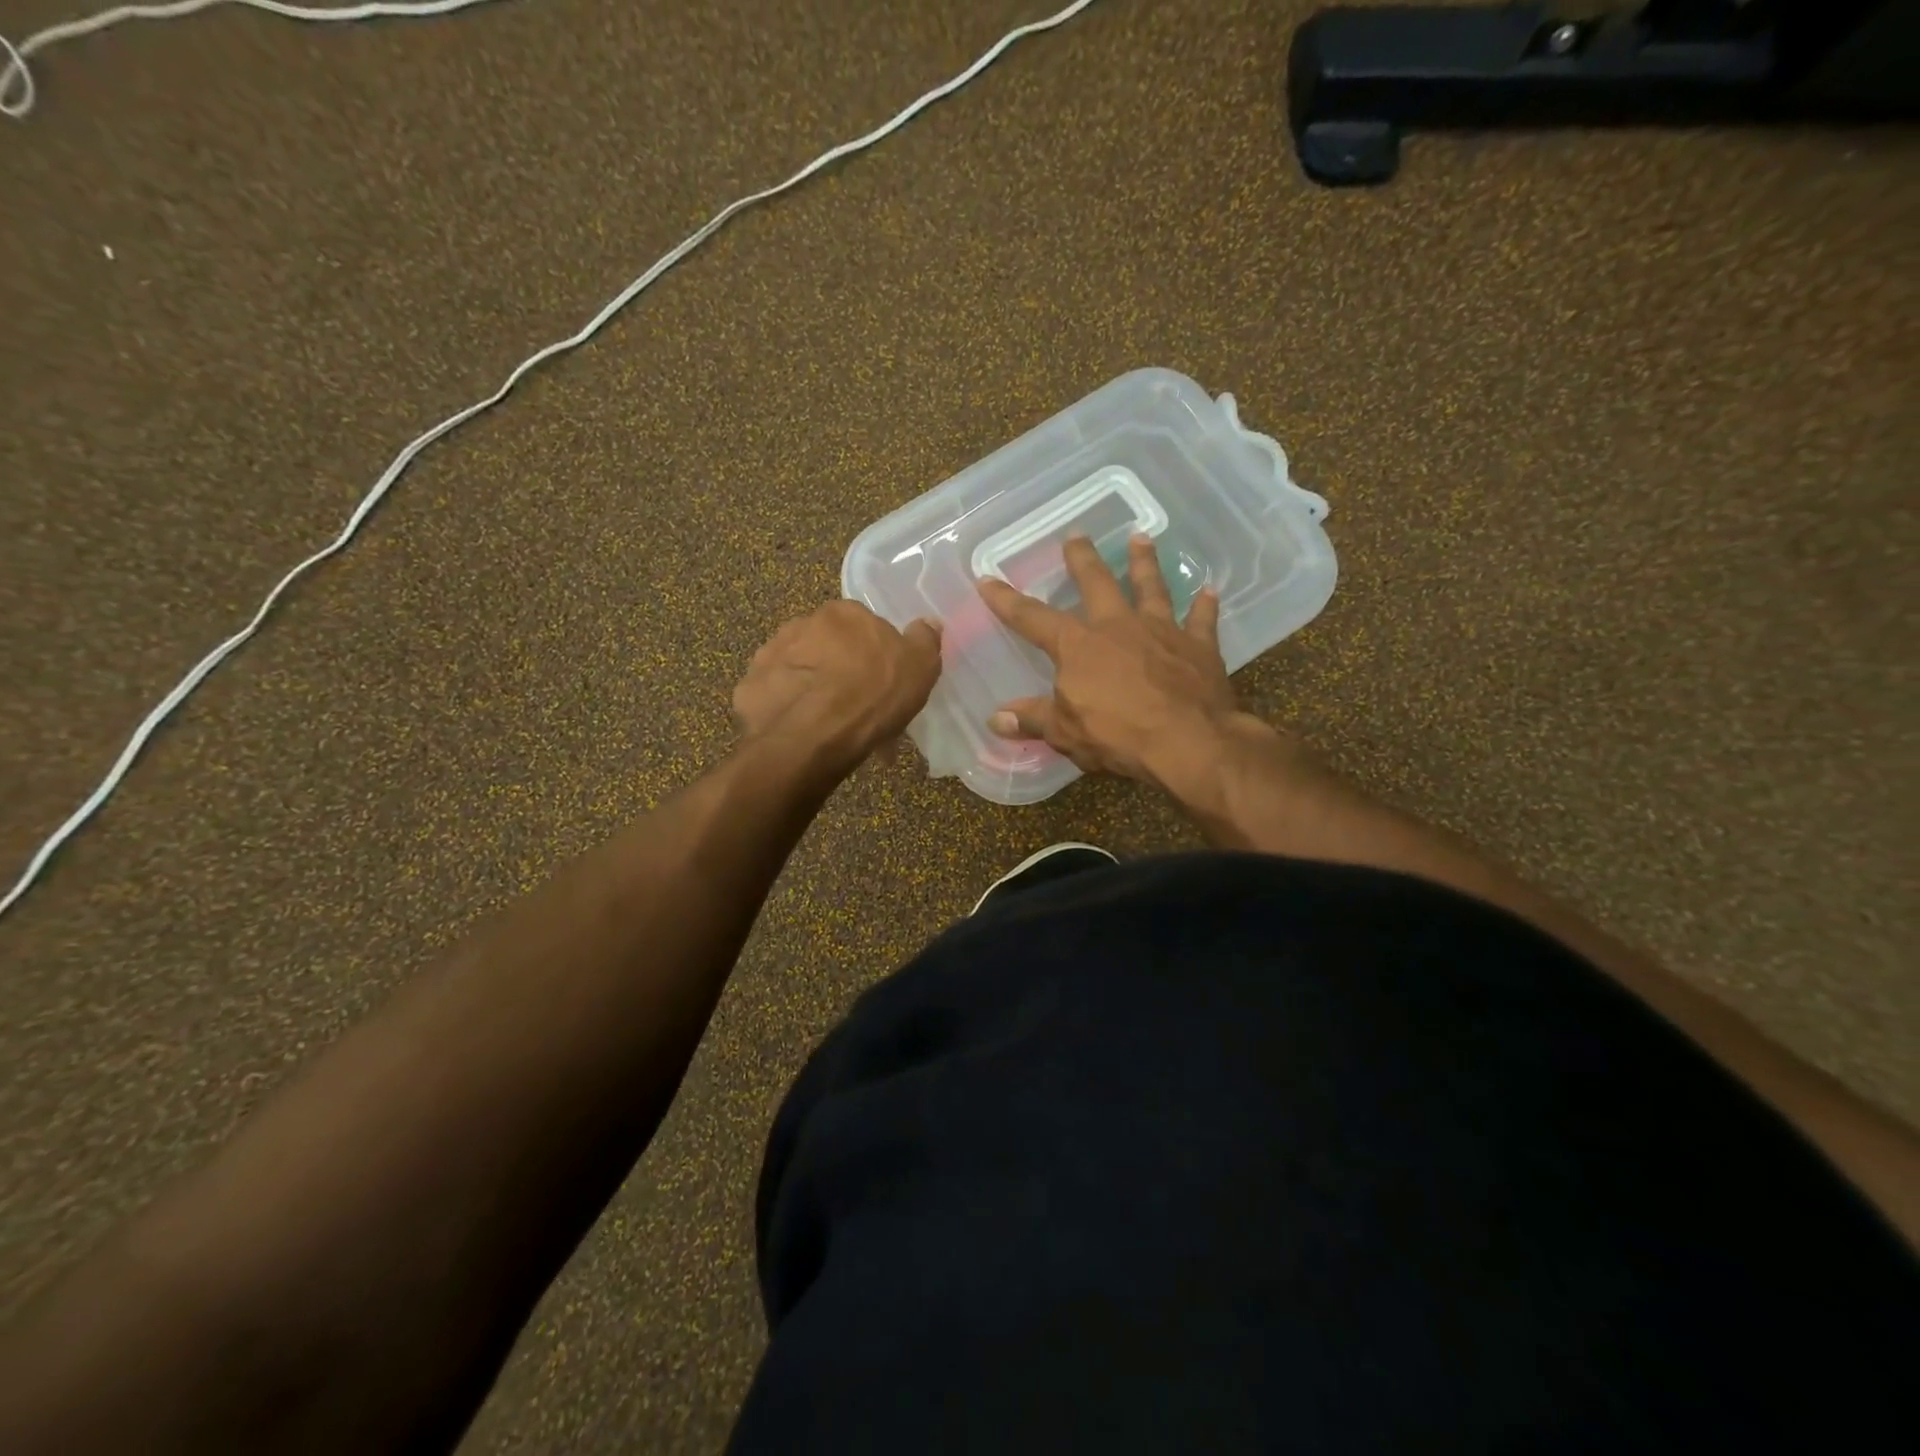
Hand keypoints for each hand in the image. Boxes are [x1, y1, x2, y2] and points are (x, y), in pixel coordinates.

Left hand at [733, 600, 941, 768]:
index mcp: (843, 612)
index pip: (862, 625)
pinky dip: (787, 710)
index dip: (874, 655)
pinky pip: (775, 697)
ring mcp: (769, 654)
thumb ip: (925, 640)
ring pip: (799, 671)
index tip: (883, 683)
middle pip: (827, 646)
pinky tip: (802, 734)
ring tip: (828, 726)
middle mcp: (801, 623)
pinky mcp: (748, 688)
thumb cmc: (873, 694)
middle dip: (840, 671)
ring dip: (811, 689)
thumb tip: (927, 623)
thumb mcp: (920, 667)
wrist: (815, 734)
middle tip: (856, 708)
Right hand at [977, 535, 1239, 786]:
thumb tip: (995, 720)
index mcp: (1078, 645)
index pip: (1032, 618)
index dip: (1007, 601)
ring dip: (1145, 563)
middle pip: (1097, 583)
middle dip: (1082, 559)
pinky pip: (1202, 620)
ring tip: (1141, 538)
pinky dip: (1205, 606)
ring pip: (1151, 587)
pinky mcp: (1199, 646)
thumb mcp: (1065, 733)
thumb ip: (1033, 720)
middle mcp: (1118, 626)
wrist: (1189, 741)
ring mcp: (1161, 631)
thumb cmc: (1118, 736)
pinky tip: (1209, 590)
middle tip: (1077, 535)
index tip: (987, 579)